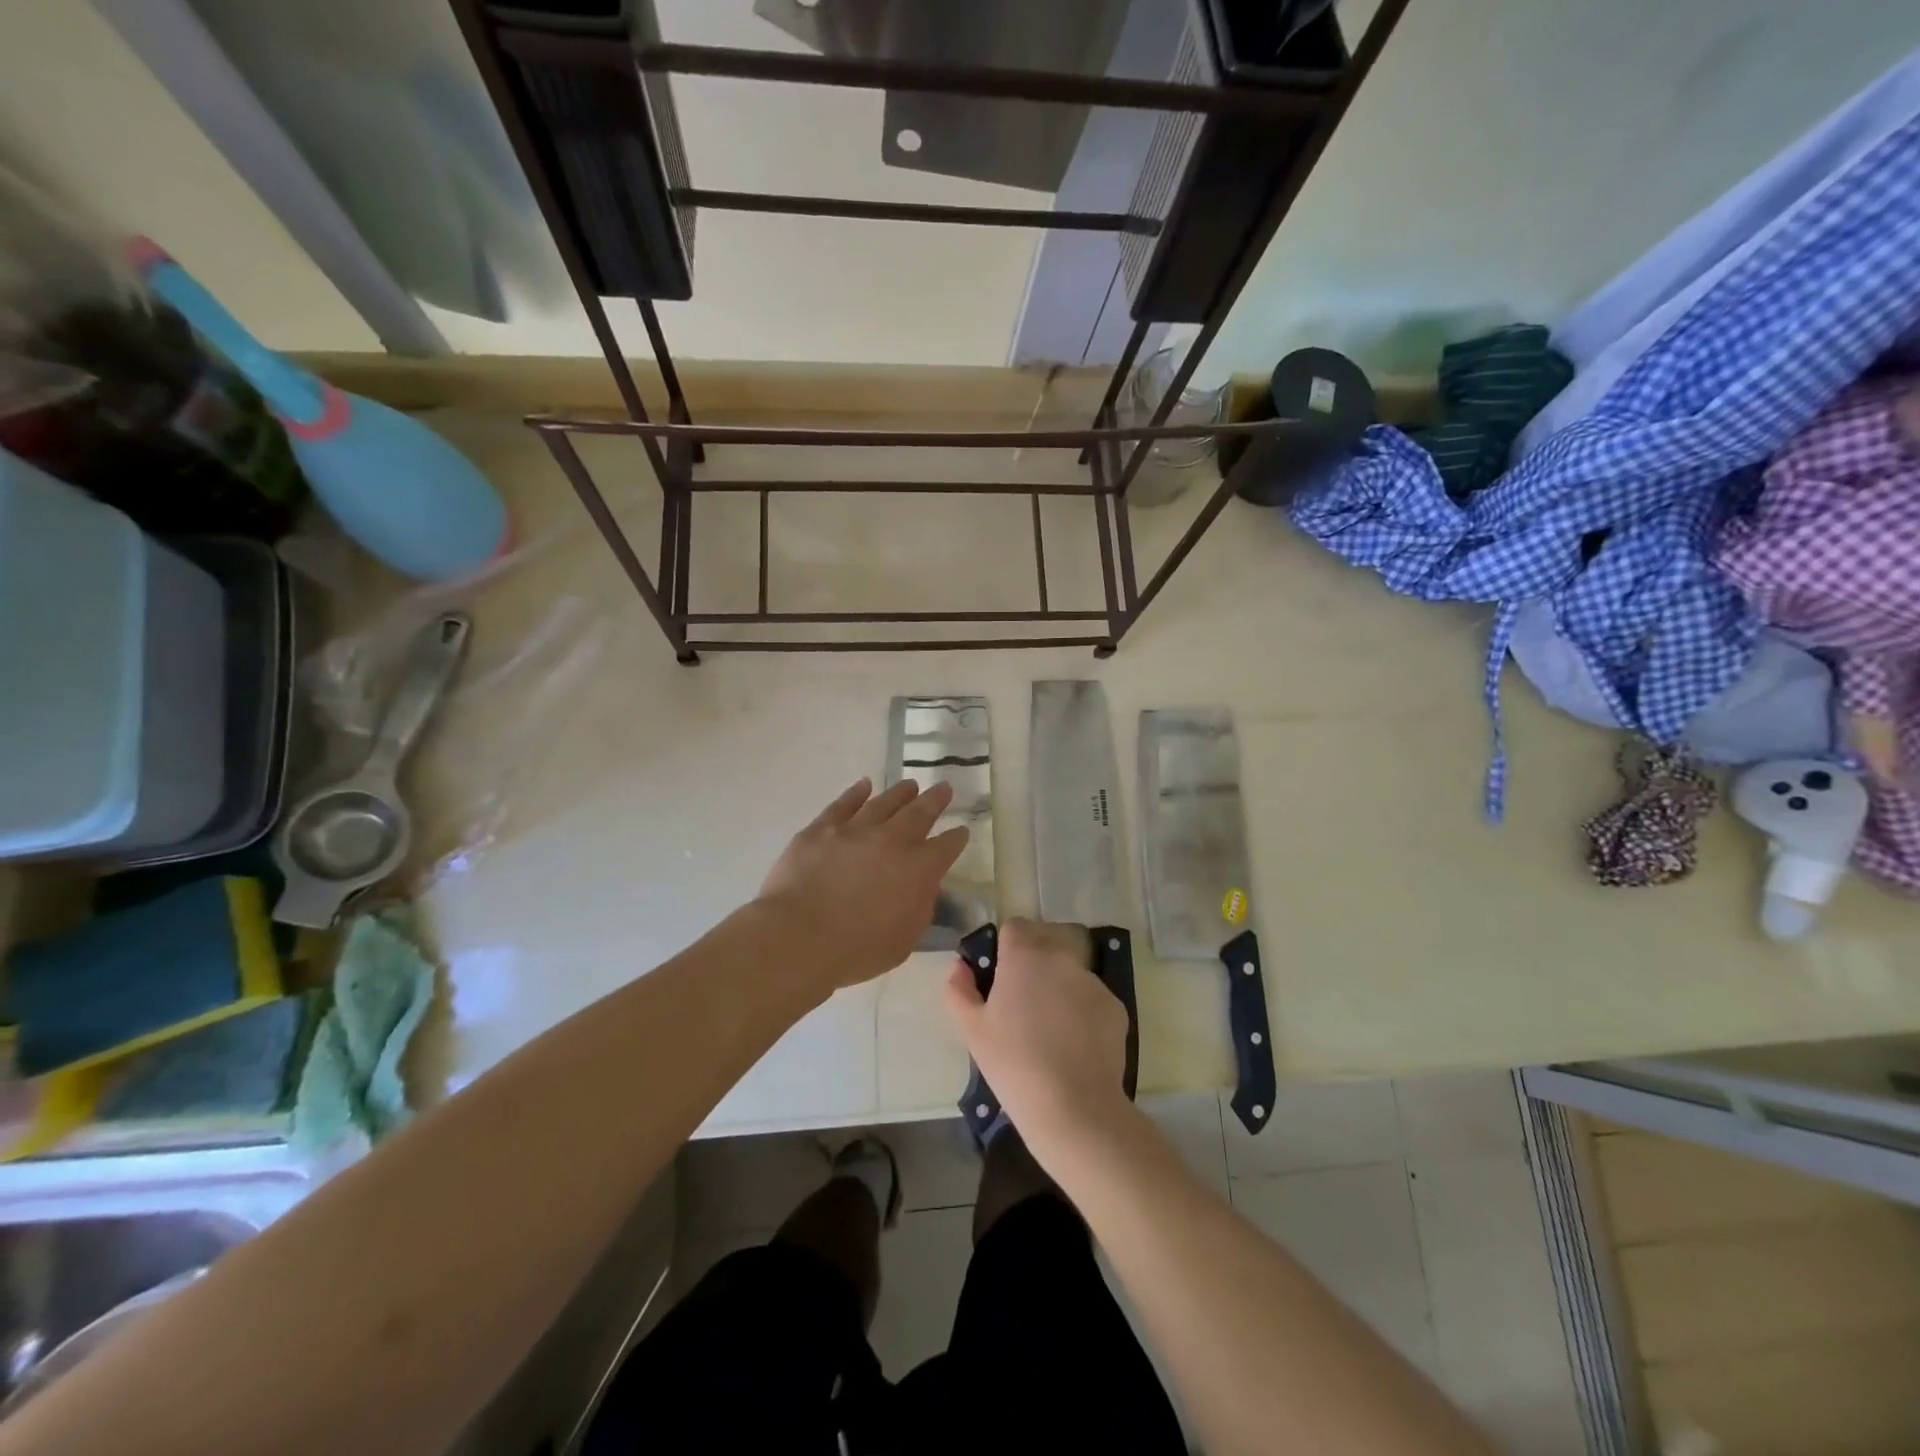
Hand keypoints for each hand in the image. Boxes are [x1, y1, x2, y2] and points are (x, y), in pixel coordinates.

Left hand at [756, 778, 968, 992]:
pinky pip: (843, 804)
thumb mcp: (904, 940)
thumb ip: (920, 908)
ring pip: (883, 803)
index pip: (945, 847)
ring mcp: (854, 830)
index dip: (956, 838)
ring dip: (900, 793)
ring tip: (910, 785)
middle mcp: (891, 841)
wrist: (799, 937)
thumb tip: (924, 887)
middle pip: (919, 813)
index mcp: (918, 870)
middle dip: (935, 800)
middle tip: (944, 788)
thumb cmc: (856, 950)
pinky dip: (856, 793)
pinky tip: (864, 785)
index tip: (961, 831)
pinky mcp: (821, 829)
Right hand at [943, 918, 1133, 1159]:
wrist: (1073, 1106)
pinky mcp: (1115, 1006)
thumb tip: (959, 967)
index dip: (1004, 947)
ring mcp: (1092, 981)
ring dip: (1057, 987)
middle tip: (1020, 1005)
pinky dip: (1081, 1011)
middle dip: (1032, 964)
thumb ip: (958, 989)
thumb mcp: (971, 1029)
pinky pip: (1091, 998)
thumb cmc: (1013, 1063)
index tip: (998, 976)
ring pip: (1068, 972)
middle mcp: (1061, 958)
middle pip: (1044, 945)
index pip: (1014, 927)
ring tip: (1049, 1030)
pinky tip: (1073, 1045)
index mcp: (1024, 955)